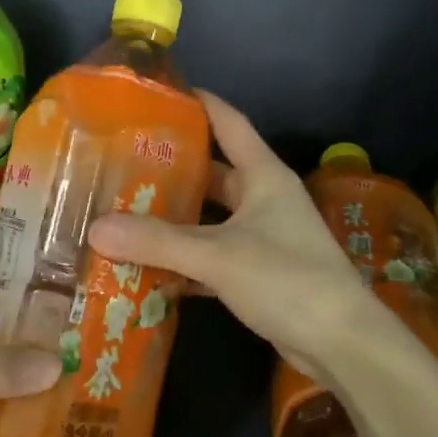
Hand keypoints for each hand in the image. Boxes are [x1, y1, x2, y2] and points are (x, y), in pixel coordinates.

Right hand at [86, 90, 400, 388]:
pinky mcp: (258, 272)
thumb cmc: (287, 279)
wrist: (341, 343)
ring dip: (175, 217)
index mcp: (263, 176)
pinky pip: (213, 254)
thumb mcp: (217, 255)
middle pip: (213, 172)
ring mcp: (263, 236)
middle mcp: (264, 199)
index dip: (199, 104)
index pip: (229, 122)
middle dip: (173, 168)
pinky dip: (185, 258)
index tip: (161, 93)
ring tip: (126, 210)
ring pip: (210, 216)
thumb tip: (96, 229)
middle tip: (124, 163)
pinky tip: (148, 263)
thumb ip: (157, 242)